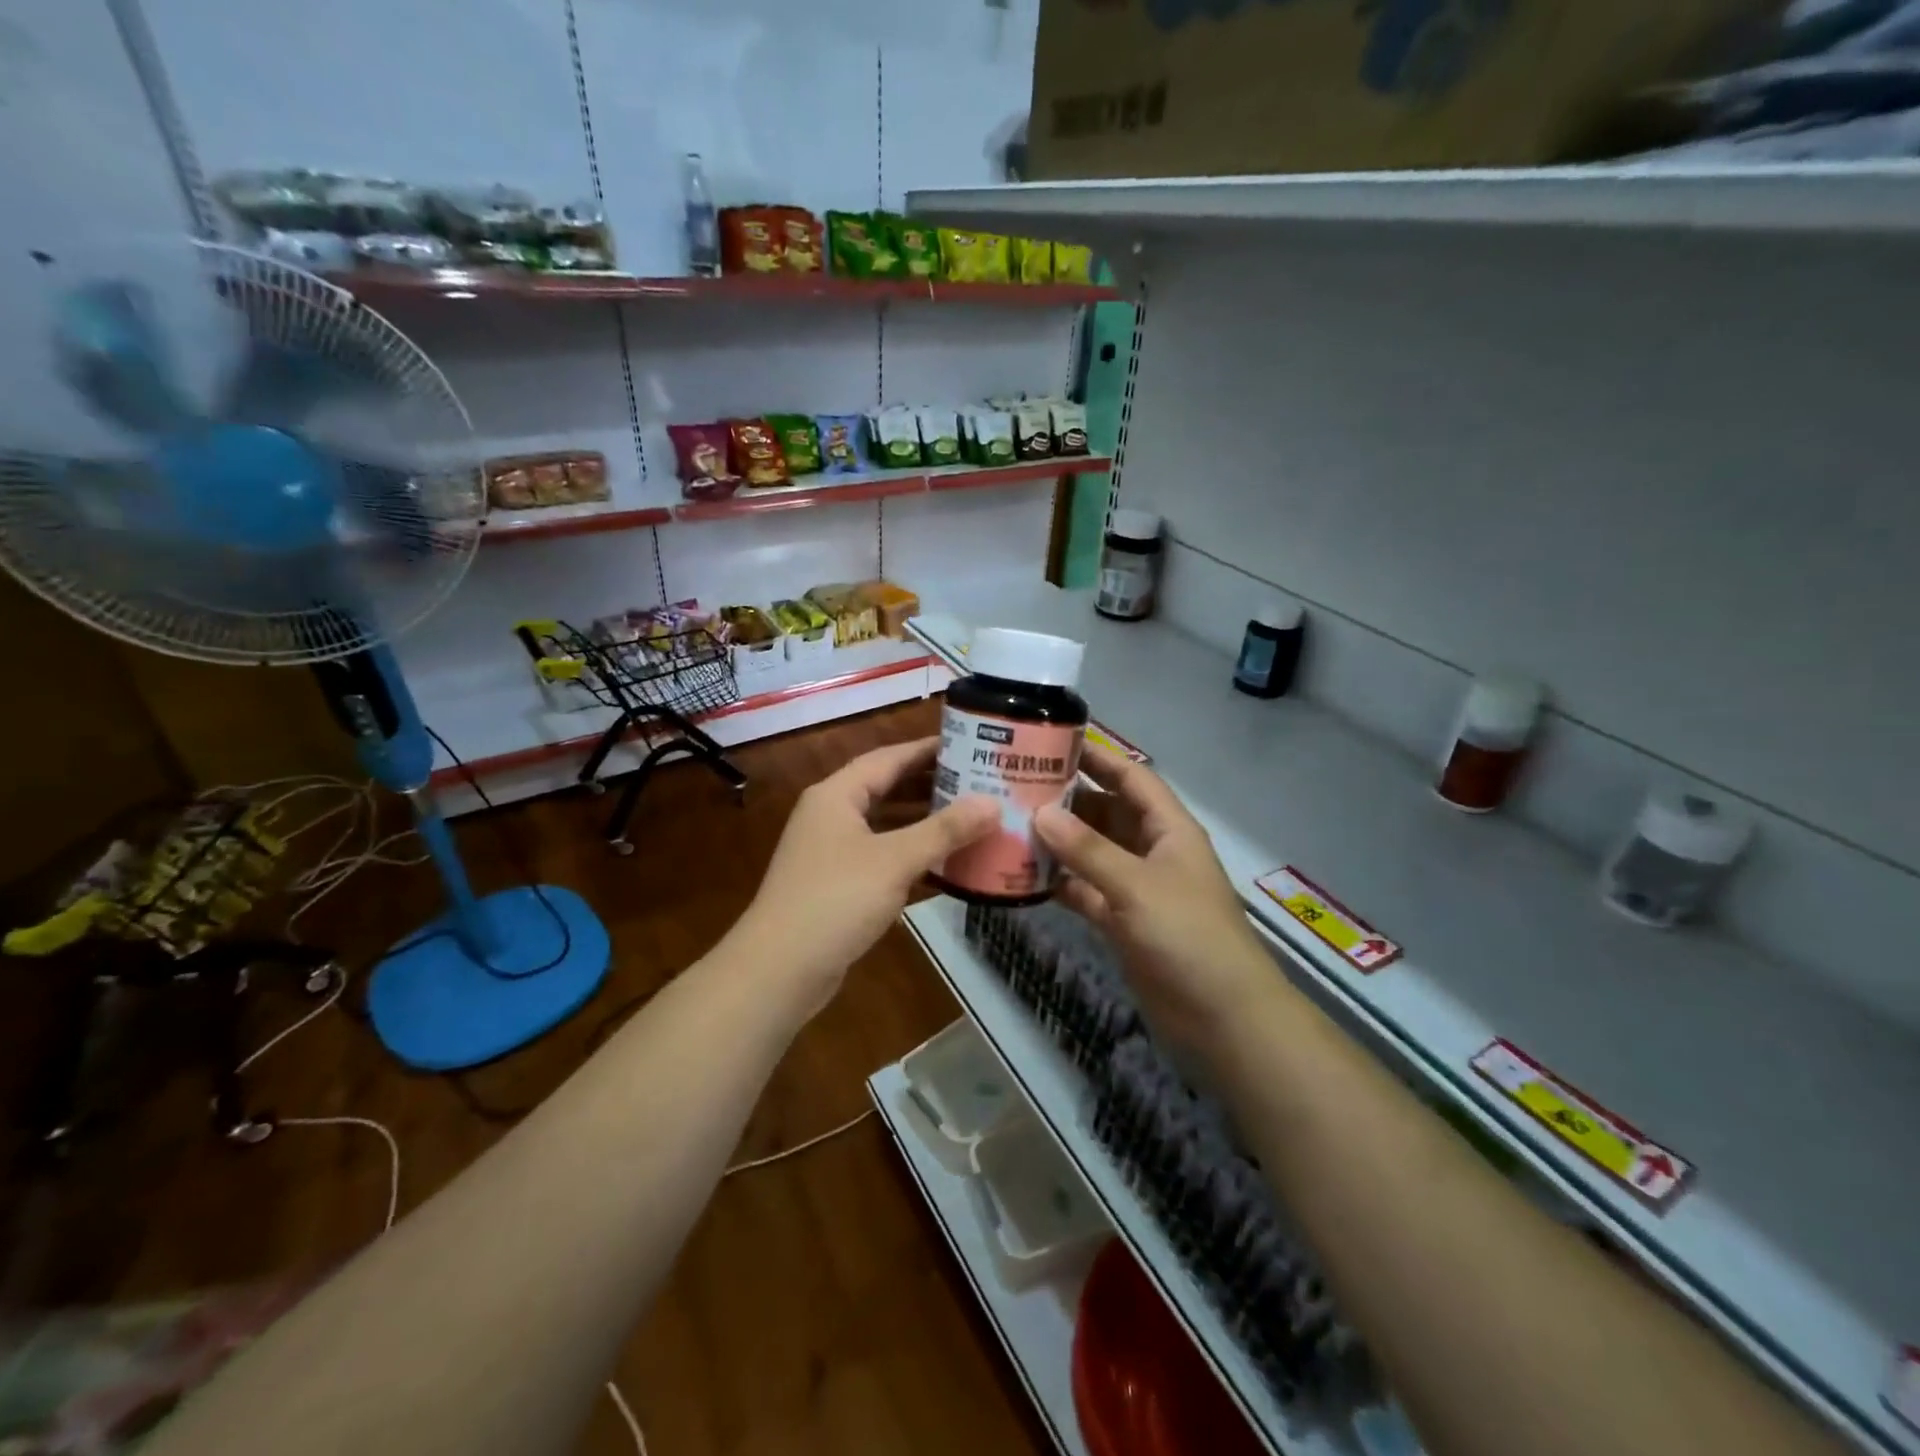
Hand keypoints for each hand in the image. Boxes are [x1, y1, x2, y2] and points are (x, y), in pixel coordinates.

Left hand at [736, 738, 996, 1013]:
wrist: (779, 970)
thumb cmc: (836, 900)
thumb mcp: (895, 860)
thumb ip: (945, 830)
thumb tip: (993, 802)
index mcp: (837, 795)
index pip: (888, 757)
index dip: (928, 749)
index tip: (969, 743)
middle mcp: (831, 816)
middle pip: (887, 788)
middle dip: (931, 786)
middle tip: (978, 781)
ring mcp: (832, 852)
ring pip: (886, 826)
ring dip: (924, 823)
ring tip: (970, 818)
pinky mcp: (838, 885)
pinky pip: (883, 859)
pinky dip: (912, 858)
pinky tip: (947, 866)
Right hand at [1033, 752, 1276, 1052]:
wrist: (1223, 1017)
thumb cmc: (1188, 936)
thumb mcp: (1136, 885)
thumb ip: (1087, 849)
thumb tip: (1039, 812)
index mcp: (1168, 829)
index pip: (1132, 779)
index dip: (1099, 758)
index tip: (1054, 742)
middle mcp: (1152, 851)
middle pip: (1106, 812)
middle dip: (1067, 800)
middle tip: (1016, 787)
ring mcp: (1137, 888)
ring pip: (1092, 852)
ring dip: (1059, 843)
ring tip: (1010, 826)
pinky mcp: (1123, 921)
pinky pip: (1086, 891)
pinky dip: (1061, 883)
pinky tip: (1024, 876)